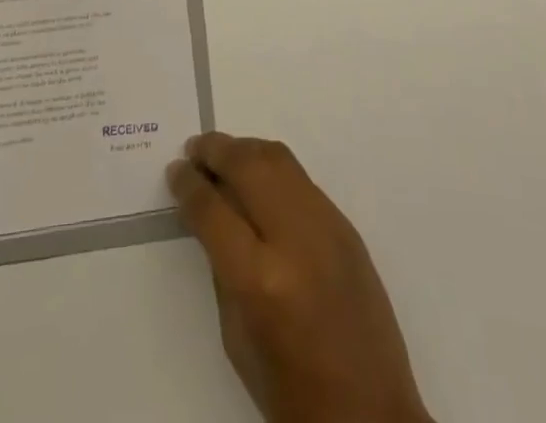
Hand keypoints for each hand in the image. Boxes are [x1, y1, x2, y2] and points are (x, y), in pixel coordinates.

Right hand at [169, 134, 431, 422]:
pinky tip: (257, 178)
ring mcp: (327, 226)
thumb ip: (222, 268)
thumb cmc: (292, 391)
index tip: (175, 171)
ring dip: (244, 149)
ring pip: (278, 159)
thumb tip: (210, 213)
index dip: (189, 185)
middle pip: (248, 168)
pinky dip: (272, 167)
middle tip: (194, 149)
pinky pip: (301, 179)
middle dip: (216, 151)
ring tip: (222, 154)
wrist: (371, 413)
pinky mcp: (346, 225)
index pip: (214, 210)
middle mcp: (295, 240)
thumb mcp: (238, 339)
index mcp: (261, 280)